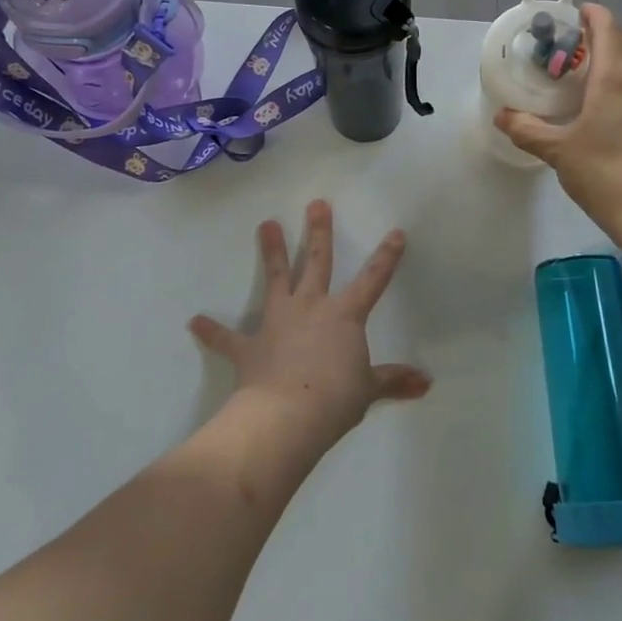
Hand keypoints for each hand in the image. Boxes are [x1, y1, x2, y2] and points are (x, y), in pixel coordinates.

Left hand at [189, 200, 430, 440]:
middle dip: (318, 232)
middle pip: (317, 262)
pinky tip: (195, 321)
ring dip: (272, 252)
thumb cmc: (335, 399)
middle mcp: (310, 307)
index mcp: (344, 315)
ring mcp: (277, 322)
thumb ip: (394, 380)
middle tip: (316, 203)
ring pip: (275, 279)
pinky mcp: (249, 346)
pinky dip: (212, 330)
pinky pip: (227, 337)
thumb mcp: (368, 390)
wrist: (286, 417)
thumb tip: (426, 383)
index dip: (386, 257)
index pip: (372, 280)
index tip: (395, 232)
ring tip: (267, 224)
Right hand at [496, 4, 621, 249]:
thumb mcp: (560, 153)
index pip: (608, 29)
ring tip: (589, 72)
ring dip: (618, 56)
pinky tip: (610, 106)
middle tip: (574, 43)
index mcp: (617, 78)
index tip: (575, 12)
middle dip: (604, 33)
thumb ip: (529, 131)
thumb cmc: (610, 176)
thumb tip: (502, 116)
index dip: (593, 15)